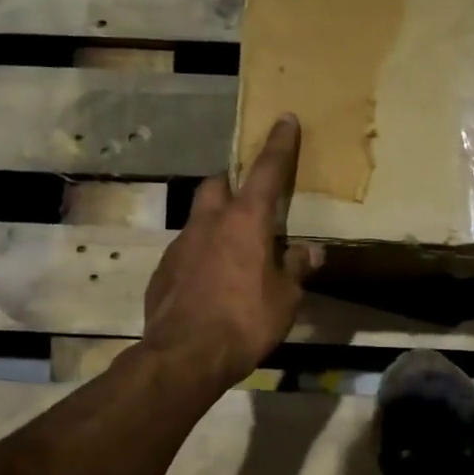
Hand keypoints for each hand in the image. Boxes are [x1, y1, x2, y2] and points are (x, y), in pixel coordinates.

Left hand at [142, 115, 323, 393]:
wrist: (186, 355)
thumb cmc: (246, 320)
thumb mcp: (285, 298)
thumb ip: (296, 268)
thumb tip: (310, 250)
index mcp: (245, 221)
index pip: (266, 171)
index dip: (279, 145)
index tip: (285, 119)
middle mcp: (208, 223)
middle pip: (216, 185)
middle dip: (232, 185)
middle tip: (249, 205)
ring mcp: (180, 245)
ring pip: (198, 219)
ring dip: (216, 225)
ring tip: (233, 255)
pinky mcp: (162, 271)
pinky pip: (185, 252)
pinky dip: (200, 257)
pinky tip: (210, 284)